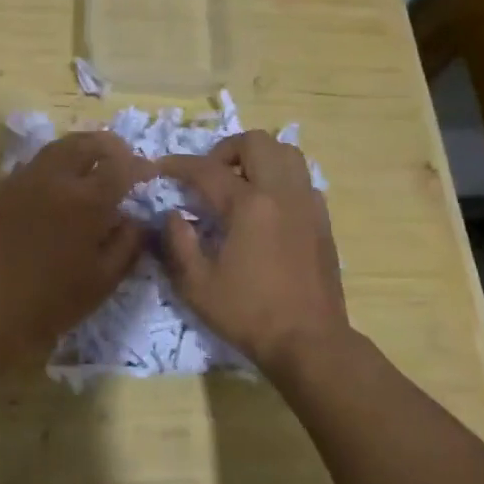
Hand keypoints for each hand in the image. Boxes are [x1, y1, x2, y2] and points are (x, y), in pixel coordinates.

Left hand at [0, 131, 153, 358]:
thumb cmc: (46, 303)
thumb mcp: (101, 282)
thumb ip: (127, 245)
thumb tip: (137, 219)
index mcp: (87, 200)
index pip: (122, 166)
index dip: (140, 166)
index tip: (150, 174)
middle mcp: (56, 178)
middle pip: (88, 142)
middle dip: (111, 146)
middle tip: (123, 161)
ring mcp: (25, 179)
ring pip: (59, 146)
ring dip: (82, 149)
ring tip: (93, 166)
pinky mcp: (2, 189)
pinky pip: (36, 162)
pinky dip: (56, 162)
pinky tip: (59, 184)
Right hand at [158, 132, 349, 373]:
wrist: (309, 341)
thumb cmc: (248, 314)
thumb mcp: (197, 286)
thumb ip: (178, 243)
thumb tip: (174, 215)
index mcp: (248, 206)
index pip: (206, 169)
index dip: (178, 165)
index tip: (161, 168)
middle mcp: (281, 193)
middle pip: (255, 142)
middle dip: (225, 150)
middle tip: (209, 175)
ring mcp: (307, 203)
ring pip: (286, 152)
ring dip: (258, 157)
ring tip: (240, 182)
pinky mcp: (322, 219)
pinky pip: (302, 178)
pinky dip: (280, 178)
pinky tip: (267, 206)